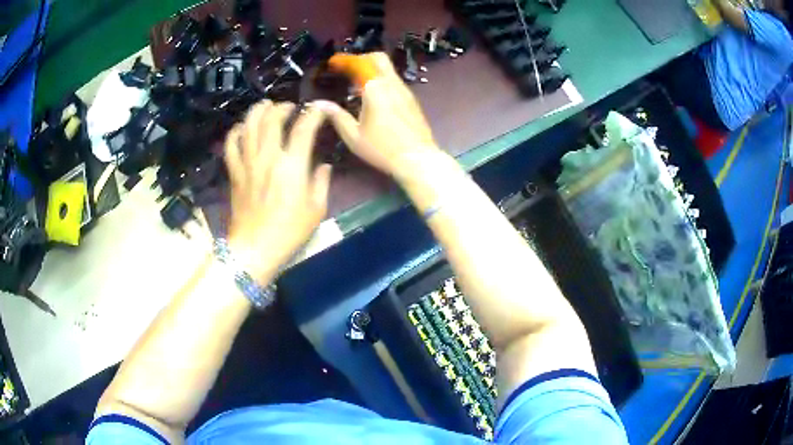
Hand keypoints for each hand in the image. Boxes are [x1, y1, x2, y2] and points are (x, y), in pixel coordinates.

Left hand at [223, 101, 331, 282]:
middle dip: (281, 107)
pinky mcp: (235, 173)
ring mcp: (248, 164)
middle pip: (271, 120)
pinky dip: (234, 133)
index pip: (303, 128)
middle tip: (288, 107)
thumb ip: (321, 182)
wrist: (255, 249)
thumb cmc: (289, 231)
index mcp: (292, 166)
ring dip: (257, 112)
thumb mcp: (316, 210)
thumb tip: (323, 166)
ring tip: (265, 106)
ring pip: (248, 127)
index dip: (313, 114)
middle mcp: (268, 158)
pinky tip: (240, 129)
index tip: (319, 109)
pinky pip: (231, 147)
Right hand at [319, 53, 440, 178]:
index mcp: (375, 89)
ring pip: (388, 69)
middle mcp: (392, 84)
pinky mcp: (412, 100)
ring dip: (372, 69)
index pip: (359, 63)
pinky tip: (374, 96)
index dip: (344, 60)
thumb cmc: (382, 149)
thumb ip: (337, 117)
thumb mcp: (353, 136)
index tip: (333, 63)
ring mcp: (405, 91)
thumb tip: (320, 104)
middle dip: (361, 58)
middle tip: (348, 68)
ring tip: (358, 84)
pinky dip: (381, 80)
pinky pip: (394, 80)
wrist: (418, 159)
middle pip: (378, 58)